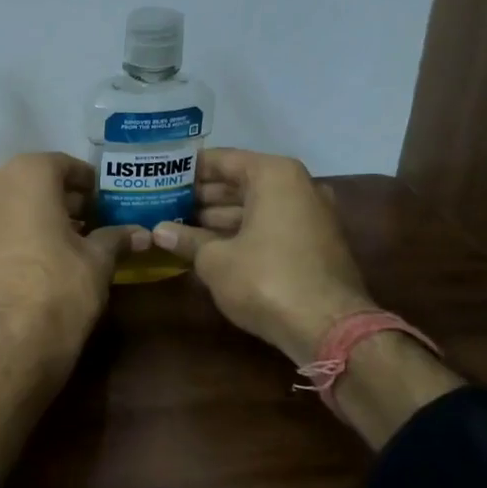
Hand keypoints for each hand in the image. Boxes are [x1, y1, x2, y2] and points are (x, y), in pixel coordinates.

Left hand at [0, 154, 144, 479]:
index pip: (62, 165)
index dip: (86, 183)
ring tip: (51, 245)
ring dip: (25, 218)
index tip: (102, 202)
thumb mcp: (98, 262)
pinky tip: (20, 265)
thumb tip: (141, 234)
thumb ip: (115, 238)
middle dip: (55, 200)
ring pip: (1, 208)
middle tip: (83, 223)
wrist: (7, 344)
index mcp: (26, 175)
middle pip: (27, 183)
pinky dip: (1, 241)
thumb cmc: (60, 290)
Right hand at [149, 148, 372, 363]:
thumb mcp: (214, 259)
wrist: (327, 327)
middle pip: (240, 182)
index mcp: (274, 175)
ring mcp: (310, 215)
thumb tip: (159, 231)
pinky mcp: (314, 244)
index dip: (188, 169)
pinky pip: (269, 227)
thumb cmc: (264, 279)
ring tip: (177, 226)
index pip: (222, 160)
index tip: (160, 175)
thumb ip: (186, 239)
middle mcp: (298, 186)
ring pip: (255, 207)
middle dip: (202, 195)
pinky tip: (207, 246)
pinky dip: (241, 232)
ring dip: (218, 217)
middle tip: (163, 204)